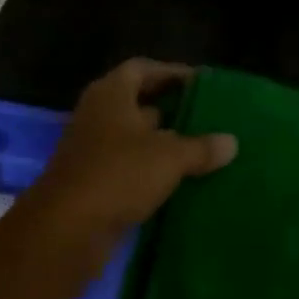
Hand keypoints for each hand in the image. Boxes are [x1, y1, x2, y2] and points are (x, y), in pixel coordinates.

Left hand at [25, 59, 235, 249]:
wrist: (66, 229)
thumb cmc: (118, 174)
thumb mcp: (169, 157)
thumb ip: (201, 147)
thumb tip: (232, 142)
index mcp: (111, 94)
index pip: (142, 69)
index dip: (172, 72)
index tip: (201, 83)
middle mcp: (98, 115)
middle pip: (138, 102)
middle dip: (171, 109)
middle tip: (207, 116)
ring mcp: (92, 150)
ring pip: (135, 138)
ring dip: (163, 143)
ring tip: (202, 148)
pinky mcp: (94, 182)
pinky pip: (129, 167)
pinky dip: (152, 170)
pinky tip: (181, 179)